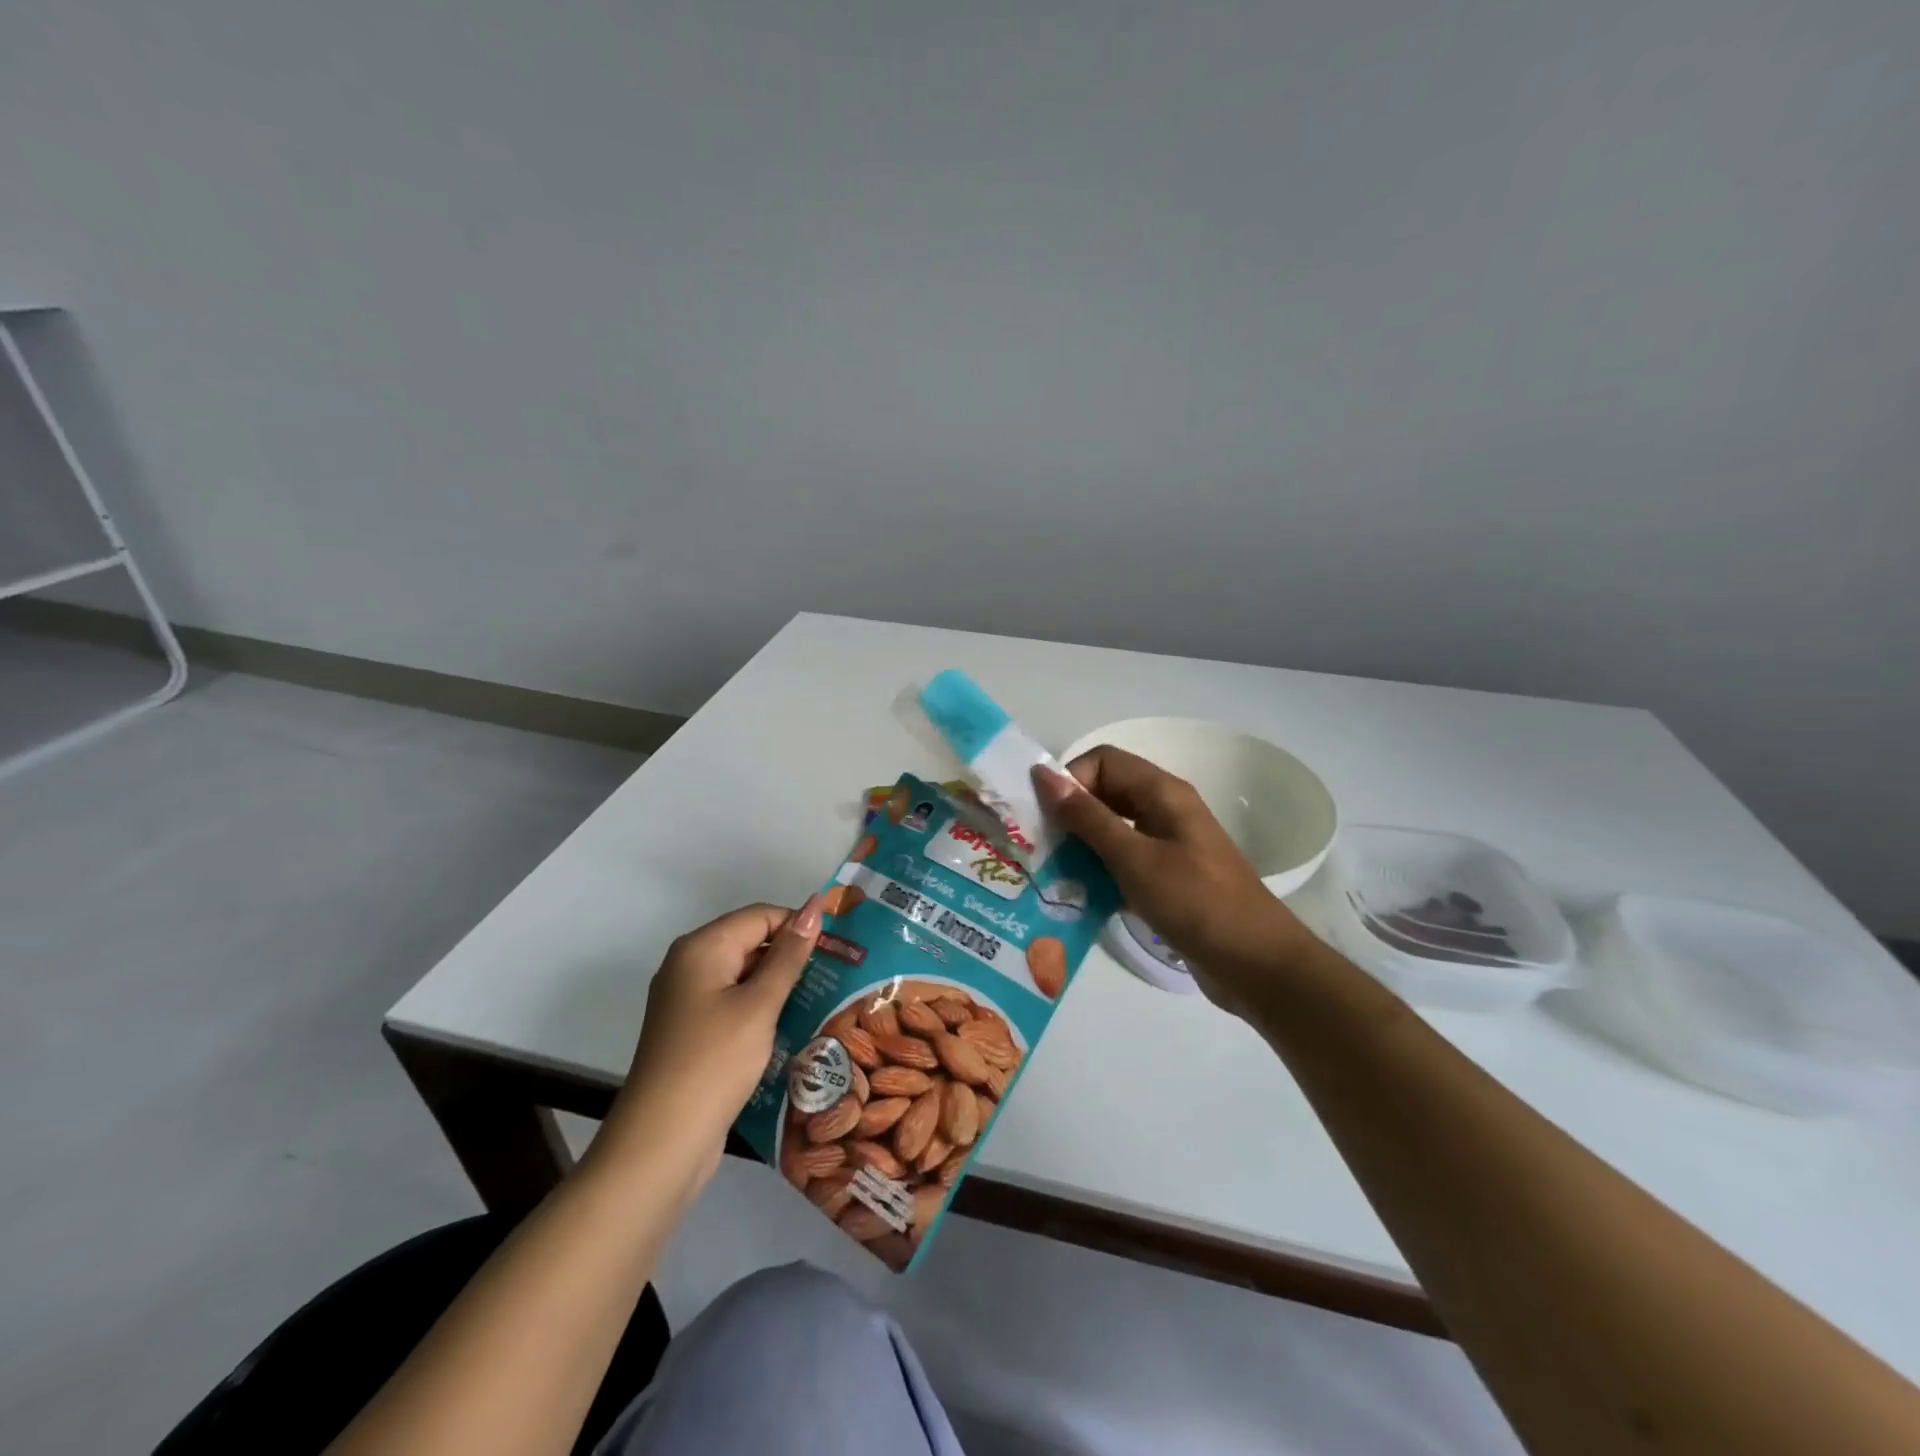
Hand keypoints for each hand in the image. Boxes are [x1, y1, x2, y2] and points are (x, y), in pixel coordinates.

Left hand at [597, 897, 823, 1188]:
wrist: (660, 1144)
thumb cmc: (714, 1063)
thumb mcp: (759, 1005)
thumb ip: (789, 955)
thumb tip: (814, 906)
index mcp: (701, 948)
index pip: (760, 915)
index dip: (799, 926)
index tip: (839, 949)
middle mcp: (689, 965)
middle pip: (750, 943)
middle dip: (792, 956)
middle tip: (839, 976)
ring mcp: (687, 1001)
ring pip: (744, 976)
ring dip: (780, 986)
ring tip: (825, 1000)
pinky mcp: (693, 1032)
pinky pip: (734, 1004)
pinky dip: (762, 1010)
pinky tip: (793, 1027)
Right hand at [1033, 748, 1311, 1010]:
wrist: (1257, 964)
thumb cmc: (1195, 903)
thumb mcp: (1134, 858)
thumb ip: (1087, 817)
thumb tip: (1043, 774)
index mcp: (1163, 792)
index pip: (1103, 761)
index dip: (1071, 780)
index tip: (1045, 818)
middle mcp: (1166, 809)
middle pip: (1107, 792)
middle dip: (1071, 812)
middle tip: (1040, 846)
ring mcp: (1170, 844)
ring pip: (1114, 827)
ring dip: (1082, 842)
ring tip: (1053, 872)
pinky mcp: (1170, 876)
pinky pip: (1126, 857)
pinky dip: (1101, 868)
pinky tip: (1081, 894)